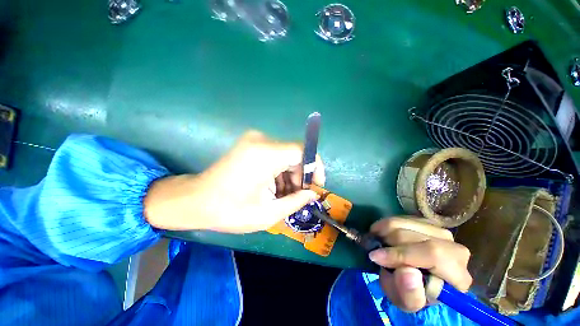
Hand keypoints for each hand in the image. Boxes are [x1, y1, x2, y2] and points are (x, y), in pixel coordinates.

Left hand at [143, 130, 324, 232]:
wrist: (194, 200)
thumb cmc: (229, 211)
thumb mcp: (267, 214)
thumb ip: (295, 202)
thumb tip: (313, 194)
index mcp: (266, 154)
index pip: (303, 151)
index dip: (315, 167)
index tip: (316, 186)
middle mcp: (261, 140)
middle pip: (294, 154)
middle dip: (301, 176)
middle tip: (298, 196)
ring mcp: (254, 140)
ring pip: (285, 156)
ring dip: (289, 176)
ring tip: (284, 196)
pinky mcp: (251, 144)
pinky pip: (275, 155)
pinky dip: (279, 171)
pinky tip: (274, 188)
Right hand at [368, 217, 471, 311]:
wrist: (415, 280)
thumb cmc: (412, 294)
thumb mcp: (407, 303)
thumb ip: (409, 294)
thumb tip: (408, 272)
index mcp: (458, 275)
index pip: (433, 255)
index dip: (401, 254)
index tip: (375, 256)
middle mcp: (454, 249)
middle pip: (415, 236)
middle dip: (388, 242)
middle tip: (373, 250)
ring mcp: (441, 232)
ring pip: (405, 223)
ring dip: (384, 232)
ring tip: (376, 242)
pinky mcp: (427, 223)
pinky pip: (400, 218)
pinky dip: (386, 225)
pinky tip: (382, 236)